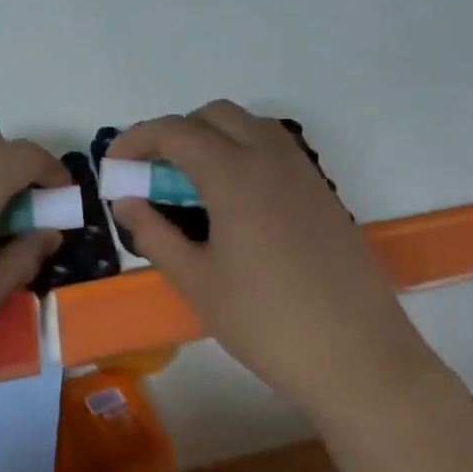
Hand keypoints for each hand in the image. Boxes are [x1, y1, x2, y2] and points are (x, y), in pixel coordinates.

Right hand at [108, 102, 437, 416]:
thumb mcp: (197, 282)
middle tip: (153, 173)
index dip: (136, 140)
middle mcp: (271, 159)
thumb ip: (155, 234)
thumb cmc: (266, 322)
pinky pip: (276, 150)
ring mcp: (304, 174)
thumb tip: (126, 202)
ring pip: (250, 126)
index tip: (114, 166)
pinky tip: (235, 203)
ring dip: (213, 137)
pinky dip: (244, 153)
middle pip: (215, 115)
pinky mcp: (323, 193)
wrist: (357, 356)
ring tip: (192, 185)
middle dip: (175, 132)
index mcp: (235, 175)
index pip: (175, 132)